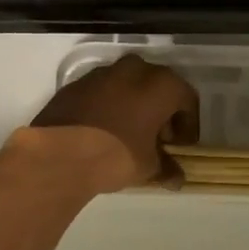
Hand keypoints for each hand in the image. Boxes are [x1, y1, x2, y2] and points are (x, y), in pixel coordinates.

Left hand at [29, 55, 200, 193]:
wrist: (60, 153)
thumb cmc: (116, 155)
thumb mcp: (147, 167)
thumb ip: (166, 169)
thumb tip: (177, 179)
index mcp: (161, 85)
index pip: (187, 99)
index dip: (188, 124)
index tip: (181, 146)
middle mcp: (134, 70)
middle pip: (157, 86)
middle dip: (161, 111)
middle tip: (157, 138)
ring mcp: (102, 73)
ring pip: (128, 85)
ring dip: (134, 105)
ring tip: (129, 134)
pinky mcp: (77, 84)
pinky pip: (103, 91)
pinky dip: (109, 106)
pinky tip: (103, 130)